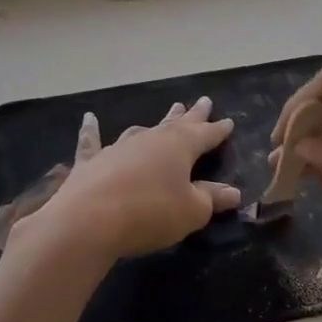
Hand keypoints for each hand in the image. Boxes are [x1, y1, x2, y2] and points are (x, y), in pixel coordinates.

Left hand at [13, 98, 240, 261]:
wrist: (88, 220)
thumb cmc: (150, 213)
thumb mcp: (191, 211)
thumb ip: (211, 199)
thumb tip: (233, 192)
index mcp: (180, 147)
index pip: (205, 135)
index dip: (218, 130)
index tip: (228, 122)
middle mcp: (150, 140)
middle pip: (176, 124)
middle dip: (192, 115)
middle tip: (203, 101)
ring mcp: (118, 148)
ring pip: (142, 130)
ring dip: (157, 122)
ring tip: (168, 113)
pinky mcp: (91, 162)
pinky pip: (92, 141)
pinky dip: (91, 130)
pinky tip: (89, 118)